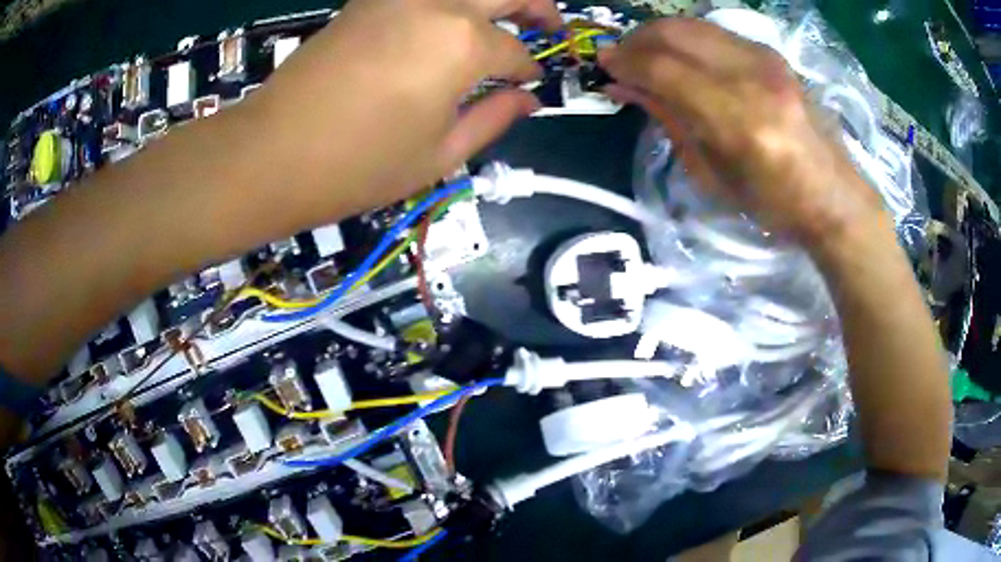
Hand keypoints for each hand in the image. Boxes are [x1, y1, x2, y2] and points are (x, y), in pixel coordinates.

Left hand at [244, 0, 561, 215]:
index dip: (528, 70)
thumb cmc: (359, 166)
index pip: (514, 51)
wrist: (272, 153)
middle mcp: (437, 5)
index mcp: (463, 44)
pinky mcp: (366, 1)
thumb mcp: (439, 155)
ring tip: (503, 17)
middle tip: (546, 24)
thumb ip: (492, 118)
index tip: (530, 83)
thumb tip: (527, 100)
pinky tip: (451, 19)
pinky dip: (448, 2)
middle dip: (536, 6)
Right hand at [600, 19, 885, 247]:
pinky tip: (682, 57)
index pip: (663, 68)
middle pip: (675, 32)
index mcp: (737, 120)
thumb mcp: (710, 174)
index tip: (603, 66)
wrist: (832, 195)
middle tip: (621, 59)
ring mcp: (766, 59)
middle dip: (637, 40)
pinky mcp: (773, 54)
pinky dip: (688, 39)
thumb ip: (667, 119)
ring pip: (693, 24)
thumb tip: (622, 86)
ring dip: (660, 35)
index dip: (625, 62)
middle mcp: (752, 77)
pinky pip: (715, 32)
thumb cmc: (772, 202)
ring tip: (647, 56)